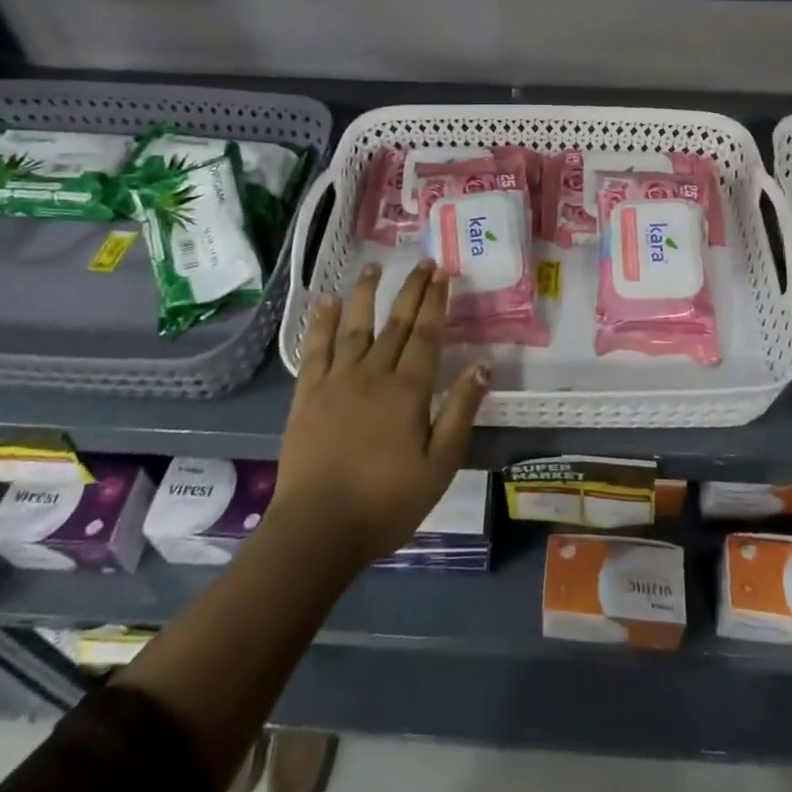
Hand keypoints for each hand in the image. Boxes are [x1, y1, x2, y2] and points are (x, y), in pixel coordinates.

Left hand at [272, 261, 491, 566]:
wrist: (318, 529)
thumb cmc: (387, 502)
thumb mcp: (439, 465)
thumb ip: (460, 412)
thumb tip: (483, 365)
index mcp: (408, 391)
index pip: (427, 335)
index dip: (437, 302)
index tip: (444, 274)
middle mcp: (373, 374)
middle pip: (397, 323)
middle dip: (412, 290)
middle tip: (424, 261)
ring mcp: (337, 381)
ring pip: (356, 326)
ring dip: (367, 293)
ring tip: (375, 266)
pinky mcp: (307, 394)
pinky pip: (316, 348)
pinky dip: (322, 322)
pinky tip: (328, 301)